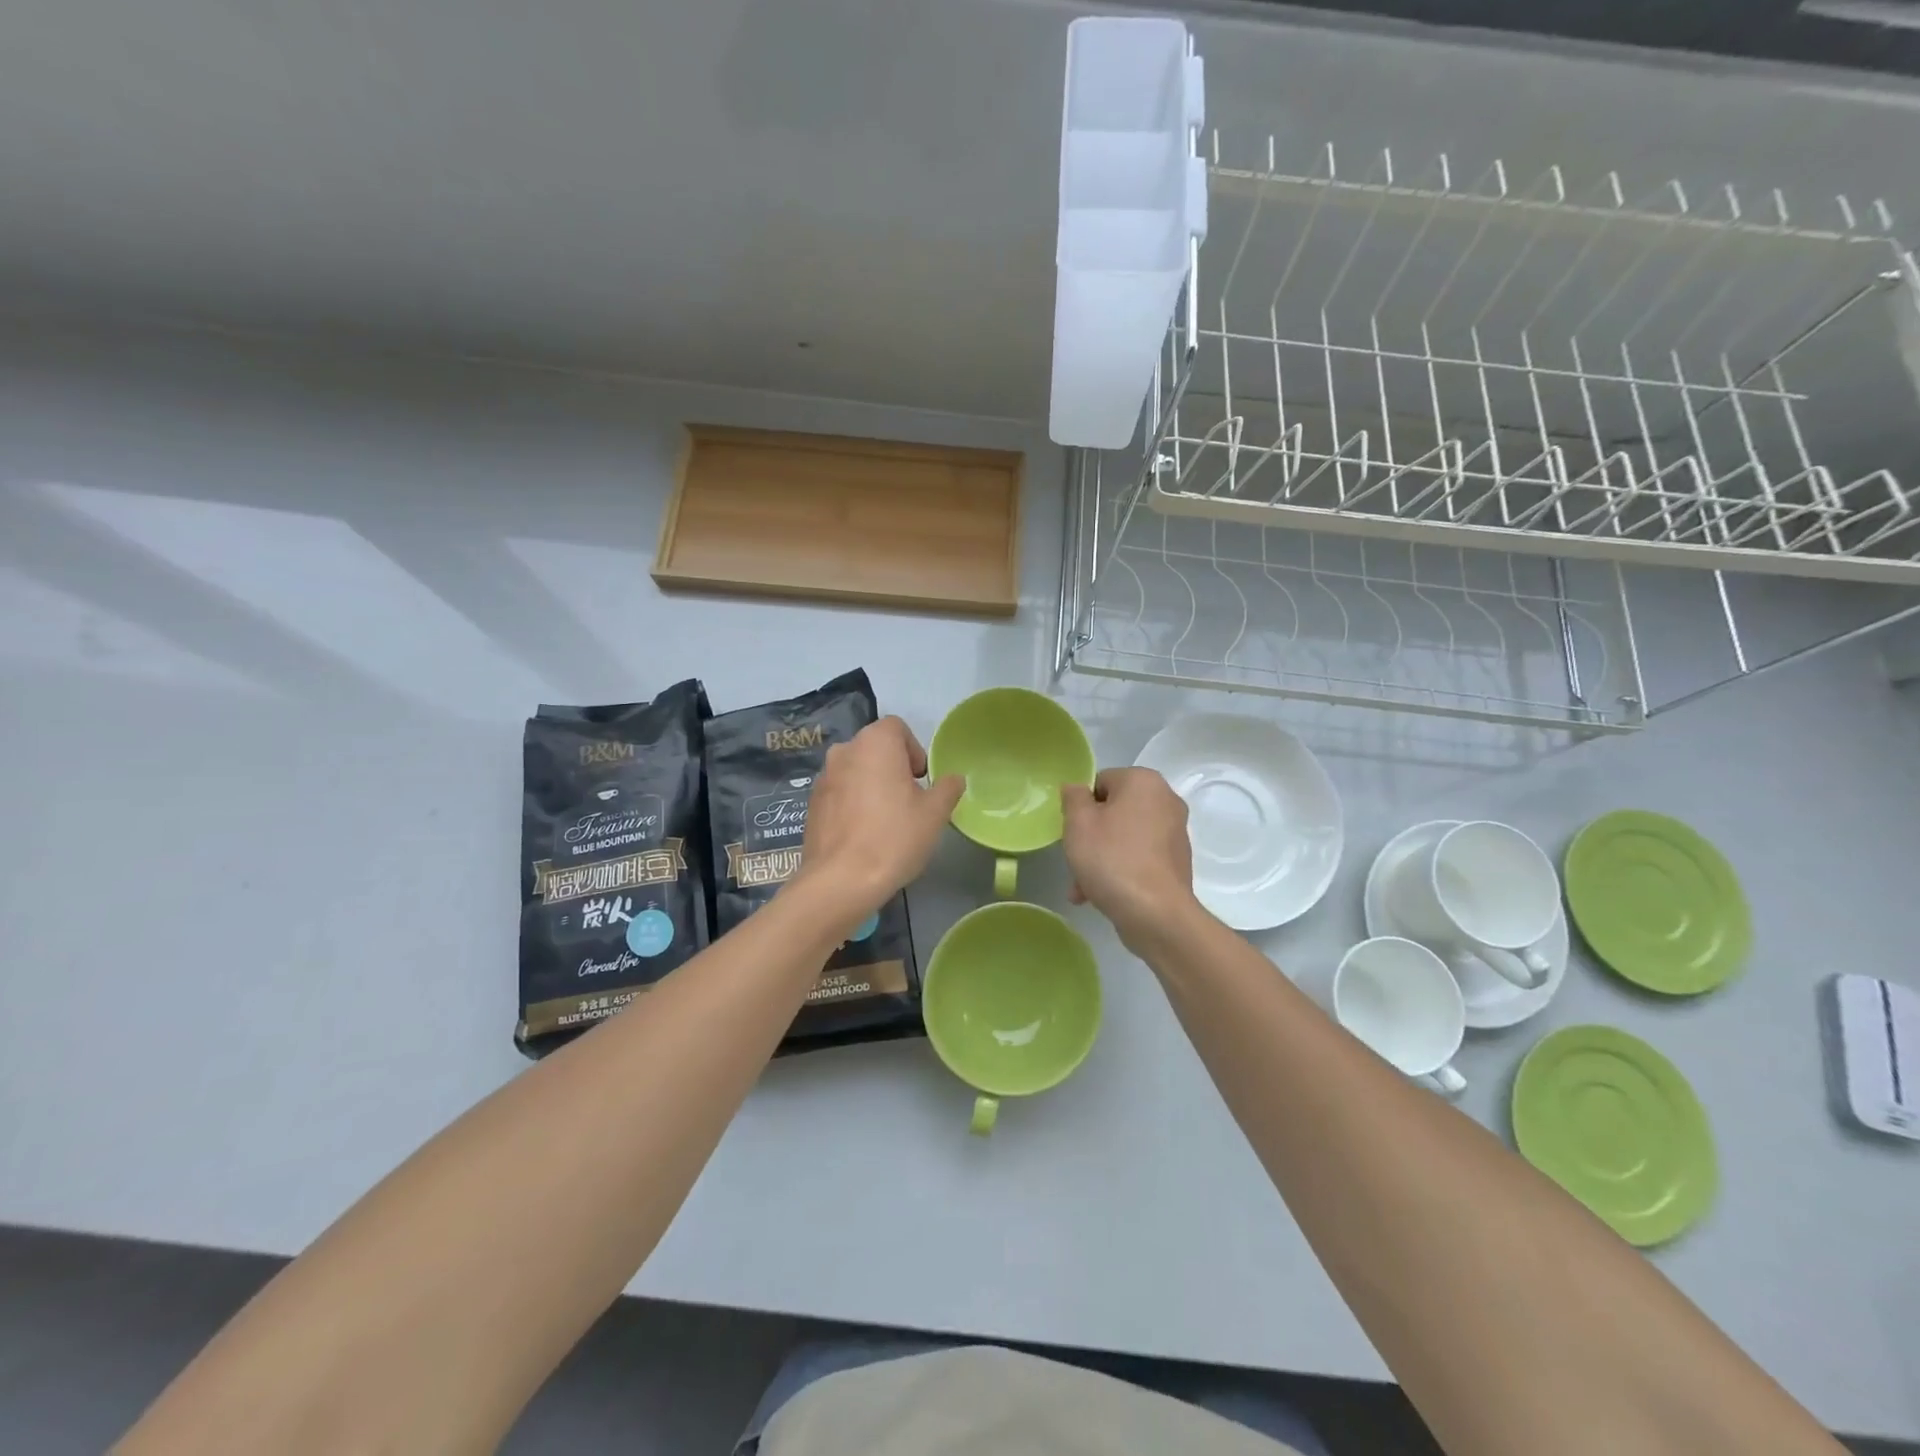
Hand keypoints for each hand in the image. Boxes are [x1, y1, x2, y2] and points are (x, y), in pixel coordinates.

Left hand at [792, 716, 963, 922]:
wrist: (841, 880)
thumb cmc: (894, 837)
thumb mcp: (935, 813)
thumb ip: (947, 788)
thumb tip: (953, 779)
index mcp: (875, 742)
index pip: (897, 728)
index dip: (914, 749)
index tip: (921, 780)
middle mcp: (844, 750)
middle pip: (875, 747)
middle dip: (893, 767)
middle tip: (908, 800)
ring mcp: (823, 777)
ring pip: (855, 770)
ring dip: (871, 784)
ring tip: (885, 820)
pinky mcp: (811, 803)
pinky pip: (840, 792)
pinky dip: (852, 803)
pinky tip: (863, 834)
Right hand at [1062, 767, 1198, 951]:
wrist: (1155, 914)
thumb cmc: (1112, 859)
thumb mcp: (1078, 823)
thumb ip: (1073, 797)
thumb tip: (1076, 789)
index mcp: (1144, 781)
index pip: (1101, 782)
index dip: (1081, 806)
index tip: (1072, 832)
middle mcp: (1166, 800)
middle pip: (1113, 811)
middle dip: (1091, 837)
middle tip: (1076, 860)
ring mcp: (1175, 833)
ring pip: (1124, 837)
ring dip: (1101, 858)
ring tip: (1082, 888)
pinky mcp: (1177, 862)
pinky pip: (1139, 857)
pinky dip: (1121, 870)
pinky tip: (1102, 895)